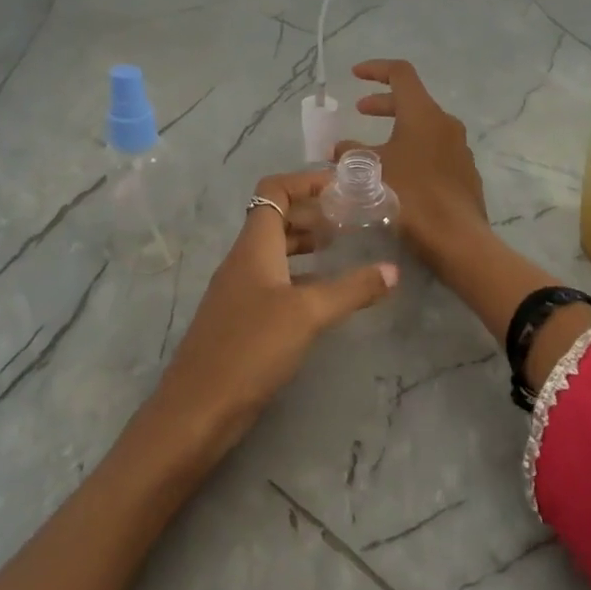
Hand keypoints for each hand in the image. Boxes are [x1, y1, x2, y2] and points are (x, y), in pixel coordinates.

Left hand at [153, 169, 396, 449]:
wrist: (198, 409)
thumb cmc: (251, 348)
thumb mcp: (308, 314)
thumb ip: (351, 289)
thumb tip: (393, 270)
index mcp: (254, 246)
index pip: (274, 191)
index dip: (306, 181)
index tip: (342, 186)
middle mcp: (243, 261)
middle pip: (276, 219)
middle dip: (312, 213)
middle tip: (352, 219)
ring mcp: (239, 291)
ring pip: (276, 252)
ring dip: (307, 245)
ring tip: (343, 249)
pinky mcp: (242, 319)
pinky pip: (274, 281)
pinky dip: (300, 276)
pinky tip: (324, 294)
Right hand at [336, 60, 489, 271]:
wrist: (457, 238)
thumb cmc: (411, 197)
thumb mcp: (372, 172)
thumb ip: (352, 154)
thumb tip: (338, 148)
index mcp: (423, 114)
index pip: (401, 73)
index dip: (376, 69)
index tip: (355, 75)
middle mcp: (446, 123)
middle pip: (413, 100)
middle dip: (383, 103)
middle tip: (360, 111)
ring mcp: (460, 147)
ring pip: (425, 126)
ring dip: (397, 129)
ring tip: (374, 148)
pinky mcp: (465, 171)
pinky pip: (435, 149)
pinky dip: (413, 149)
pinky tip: (399, 174)